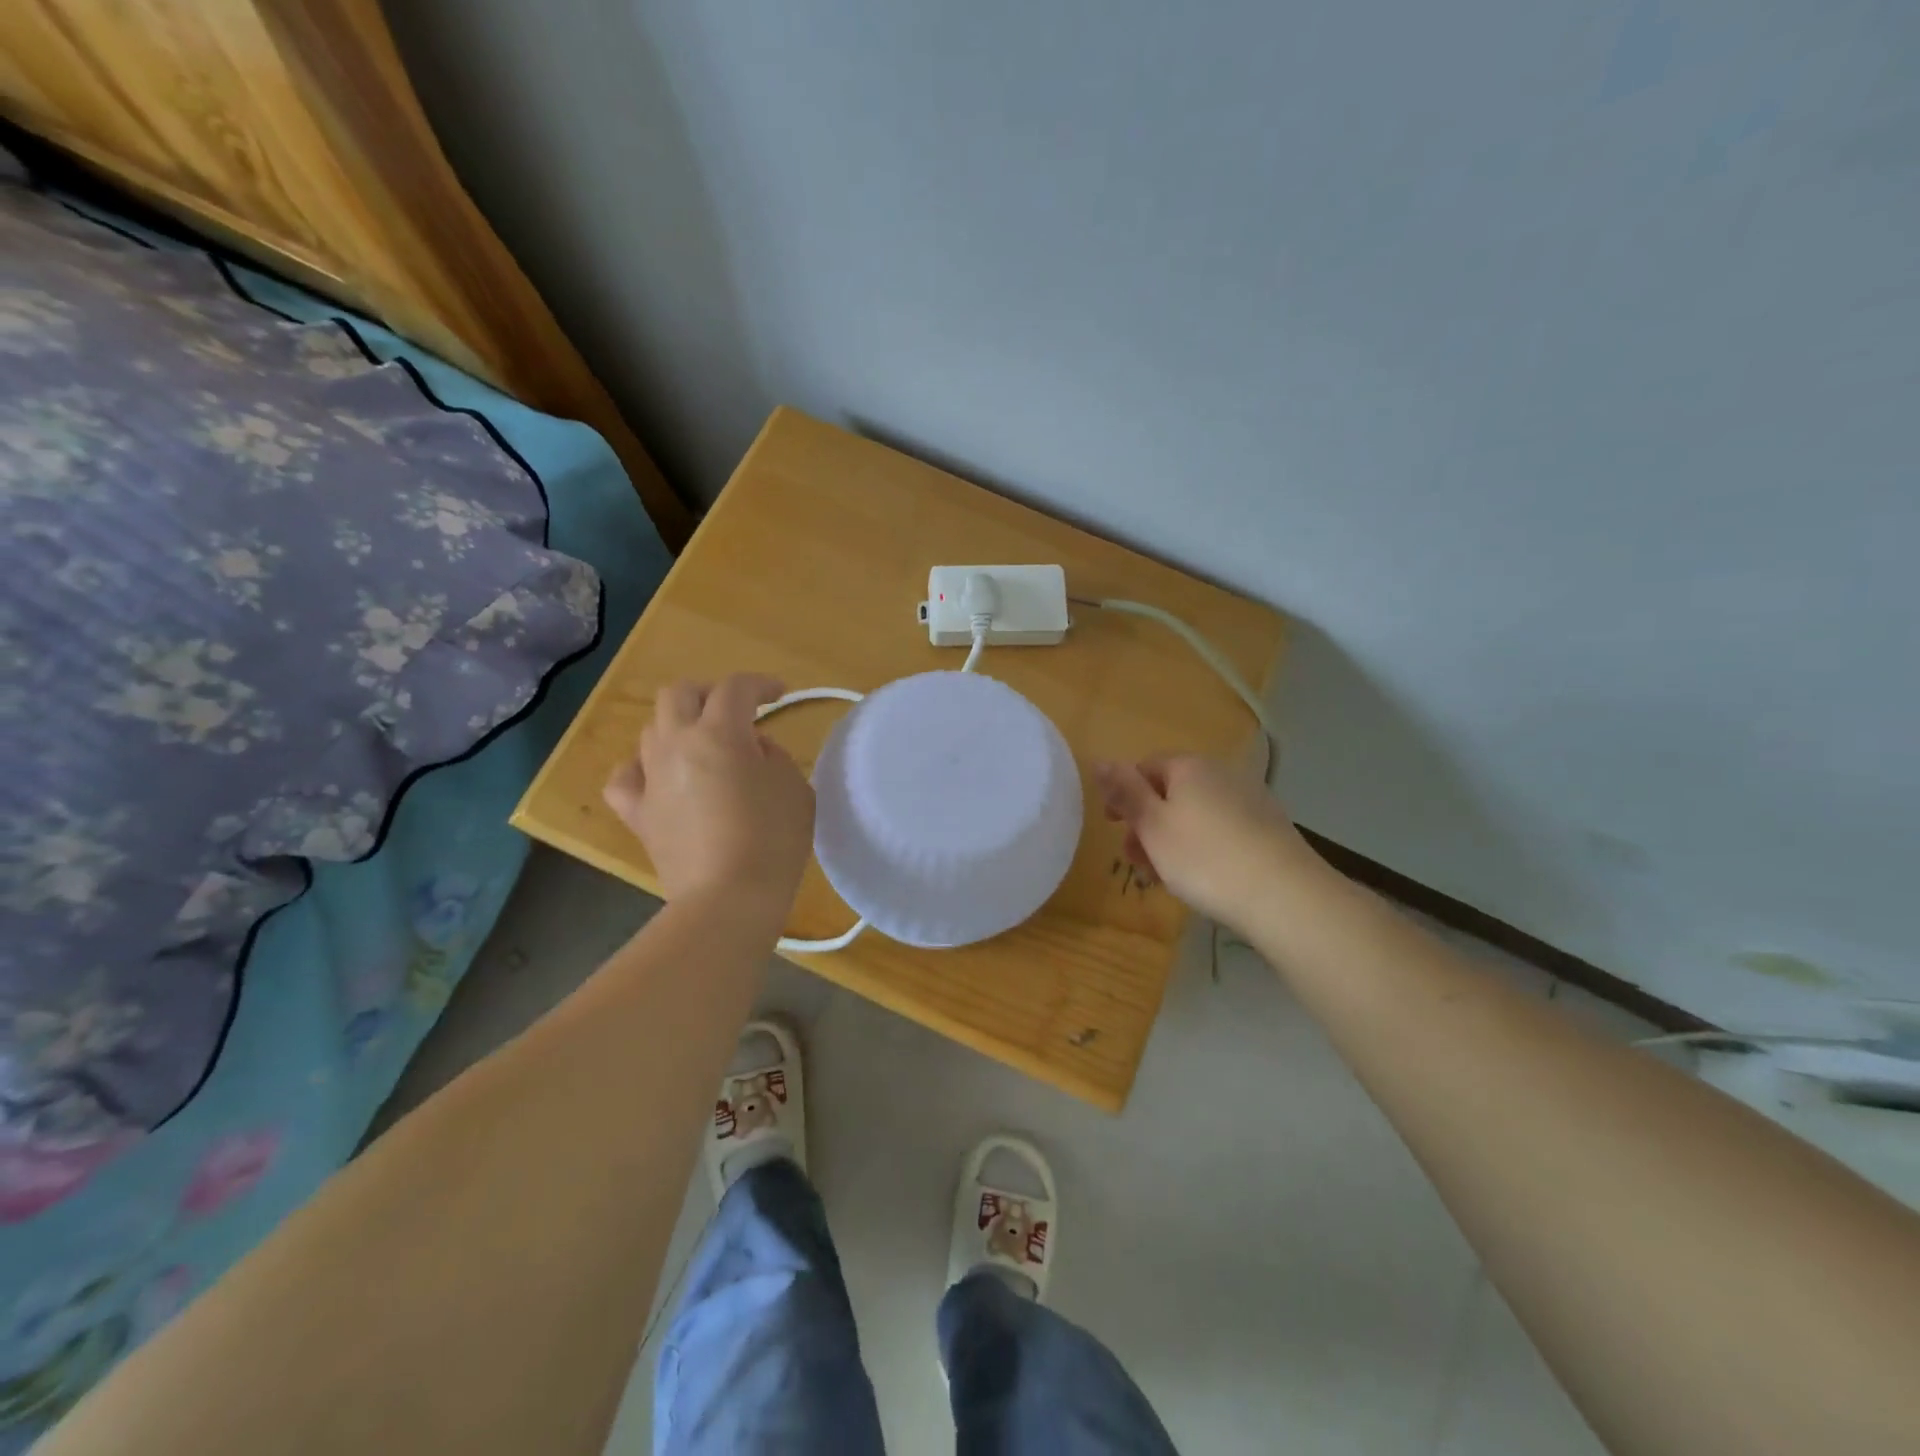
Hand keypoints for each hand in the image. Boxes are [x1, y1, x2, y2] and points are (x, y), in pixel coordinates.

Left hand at [603, 675, 813, 911]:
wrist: (728, 899)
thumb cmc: (773, 840)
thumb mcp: (794, 788)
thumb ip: (773, 756)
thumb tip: (751, 749)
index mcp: (719, 733)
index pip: (736, 688)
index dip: (761, 684)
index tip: (780, 694)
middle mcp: (677, 744)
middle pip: (680, 694)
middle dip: (710, 694)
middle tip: (736, 712)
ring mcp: (651, 778)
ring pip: (653, 729)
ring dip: (680, 726)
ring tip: (704, 745)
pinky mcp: (638, 813)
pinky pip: (626, 777)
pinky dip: (642, 769)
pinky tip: (659, 777)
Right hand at [1094, 754, 1313, 928]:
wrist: (1284, 895)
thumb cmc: (1204, 857)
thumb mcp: (1152, 825)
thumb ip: (1124, 792)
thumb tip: (1100, 761)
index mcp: (1189, 766)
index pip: (1145, 767)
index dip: (1124, 795)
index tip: (1114, 828)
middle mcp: (1221, 773)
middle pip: (1171, 792)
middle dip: (1147, 824)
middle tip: (1136, 860)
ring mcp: (1250, 799)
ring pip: (1195, 814)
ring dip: (1172, 840)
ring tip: (1166, 877)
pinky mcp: (1268, 828)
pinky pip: (1221, 830)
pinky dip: (1203, 848)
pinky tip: (1203, 878)